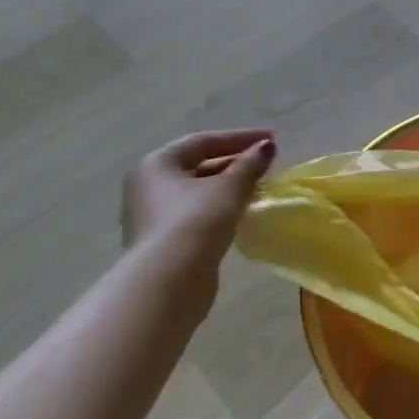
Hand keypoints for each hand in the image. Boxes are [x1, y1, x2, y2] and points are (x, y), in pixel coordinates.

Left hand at [122, 130, 275, 273]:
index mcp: (157, 164)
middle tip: (266, 165)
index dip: (240, 138)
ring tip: (259, 188)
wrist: (168, 281)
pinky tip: (241, 213)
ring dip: (229, 187)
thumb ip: (250, 164)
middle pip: (198, 166)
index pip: (203, 141)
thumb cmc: (196, 221)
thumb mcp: (230, 187)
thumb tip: (266, 147)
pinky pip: (195, 214)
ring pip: (197, 192)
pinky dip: (219, 209)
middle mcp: (147, 186)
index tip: (271, 140)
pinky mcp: (161, 242)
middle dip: (234, 163)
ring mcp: (151, 216)